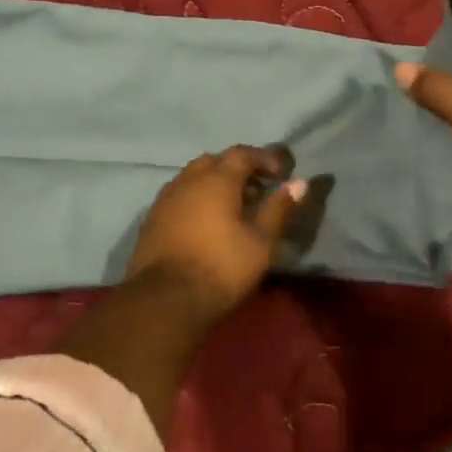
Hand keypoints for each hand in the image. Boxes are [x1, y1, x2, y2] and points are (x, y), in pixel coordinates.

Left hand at [126, 145, 307, 322]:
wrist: (165, 298)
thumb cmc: (221, 268)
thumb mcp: (261, 242)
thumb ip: (279, 209)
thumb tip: (299, 183)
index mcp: (216, 180)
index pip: (242, 154)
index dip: (264, 158)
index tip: (281, 172)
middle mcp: (187, 181)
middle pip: (214, 161)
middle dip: (237, 168)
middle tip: (256, 188)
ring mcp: (165, 199)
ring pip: (192, 177)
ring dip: (214, 182)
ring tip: (232, 205)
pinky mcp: (152, 218)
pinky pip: (178, 195)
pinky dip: (196, 198)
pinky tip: (205, 220)